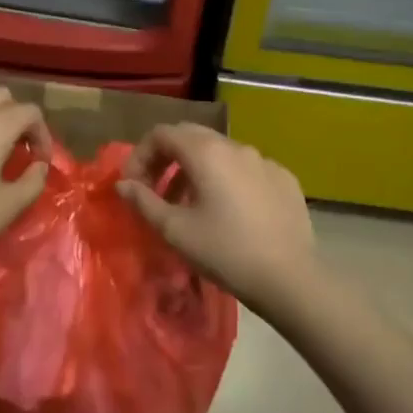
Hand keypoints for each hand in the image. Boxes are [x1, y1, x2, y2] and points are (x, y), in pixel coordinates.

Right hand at [117, 123, 318, 313]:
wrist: (290, 278)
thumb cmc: (225, 251)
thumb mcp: (175, 230)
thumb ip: (144, 201)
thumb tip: (123, 184)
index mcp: (206, 152)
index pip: (162, 133)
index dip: (140, 155)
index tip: (133, 186)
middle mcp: (235, 146)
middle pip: (191, 137)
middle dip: (167, 159)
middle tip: (155, 191)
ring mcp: (264, 160)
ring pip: (220, 153)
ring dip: (196, 171)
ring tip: (189, 206)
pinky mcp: (284, 178)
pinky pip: (246, 169)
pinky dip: (227, 180)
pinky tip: (229, 212)